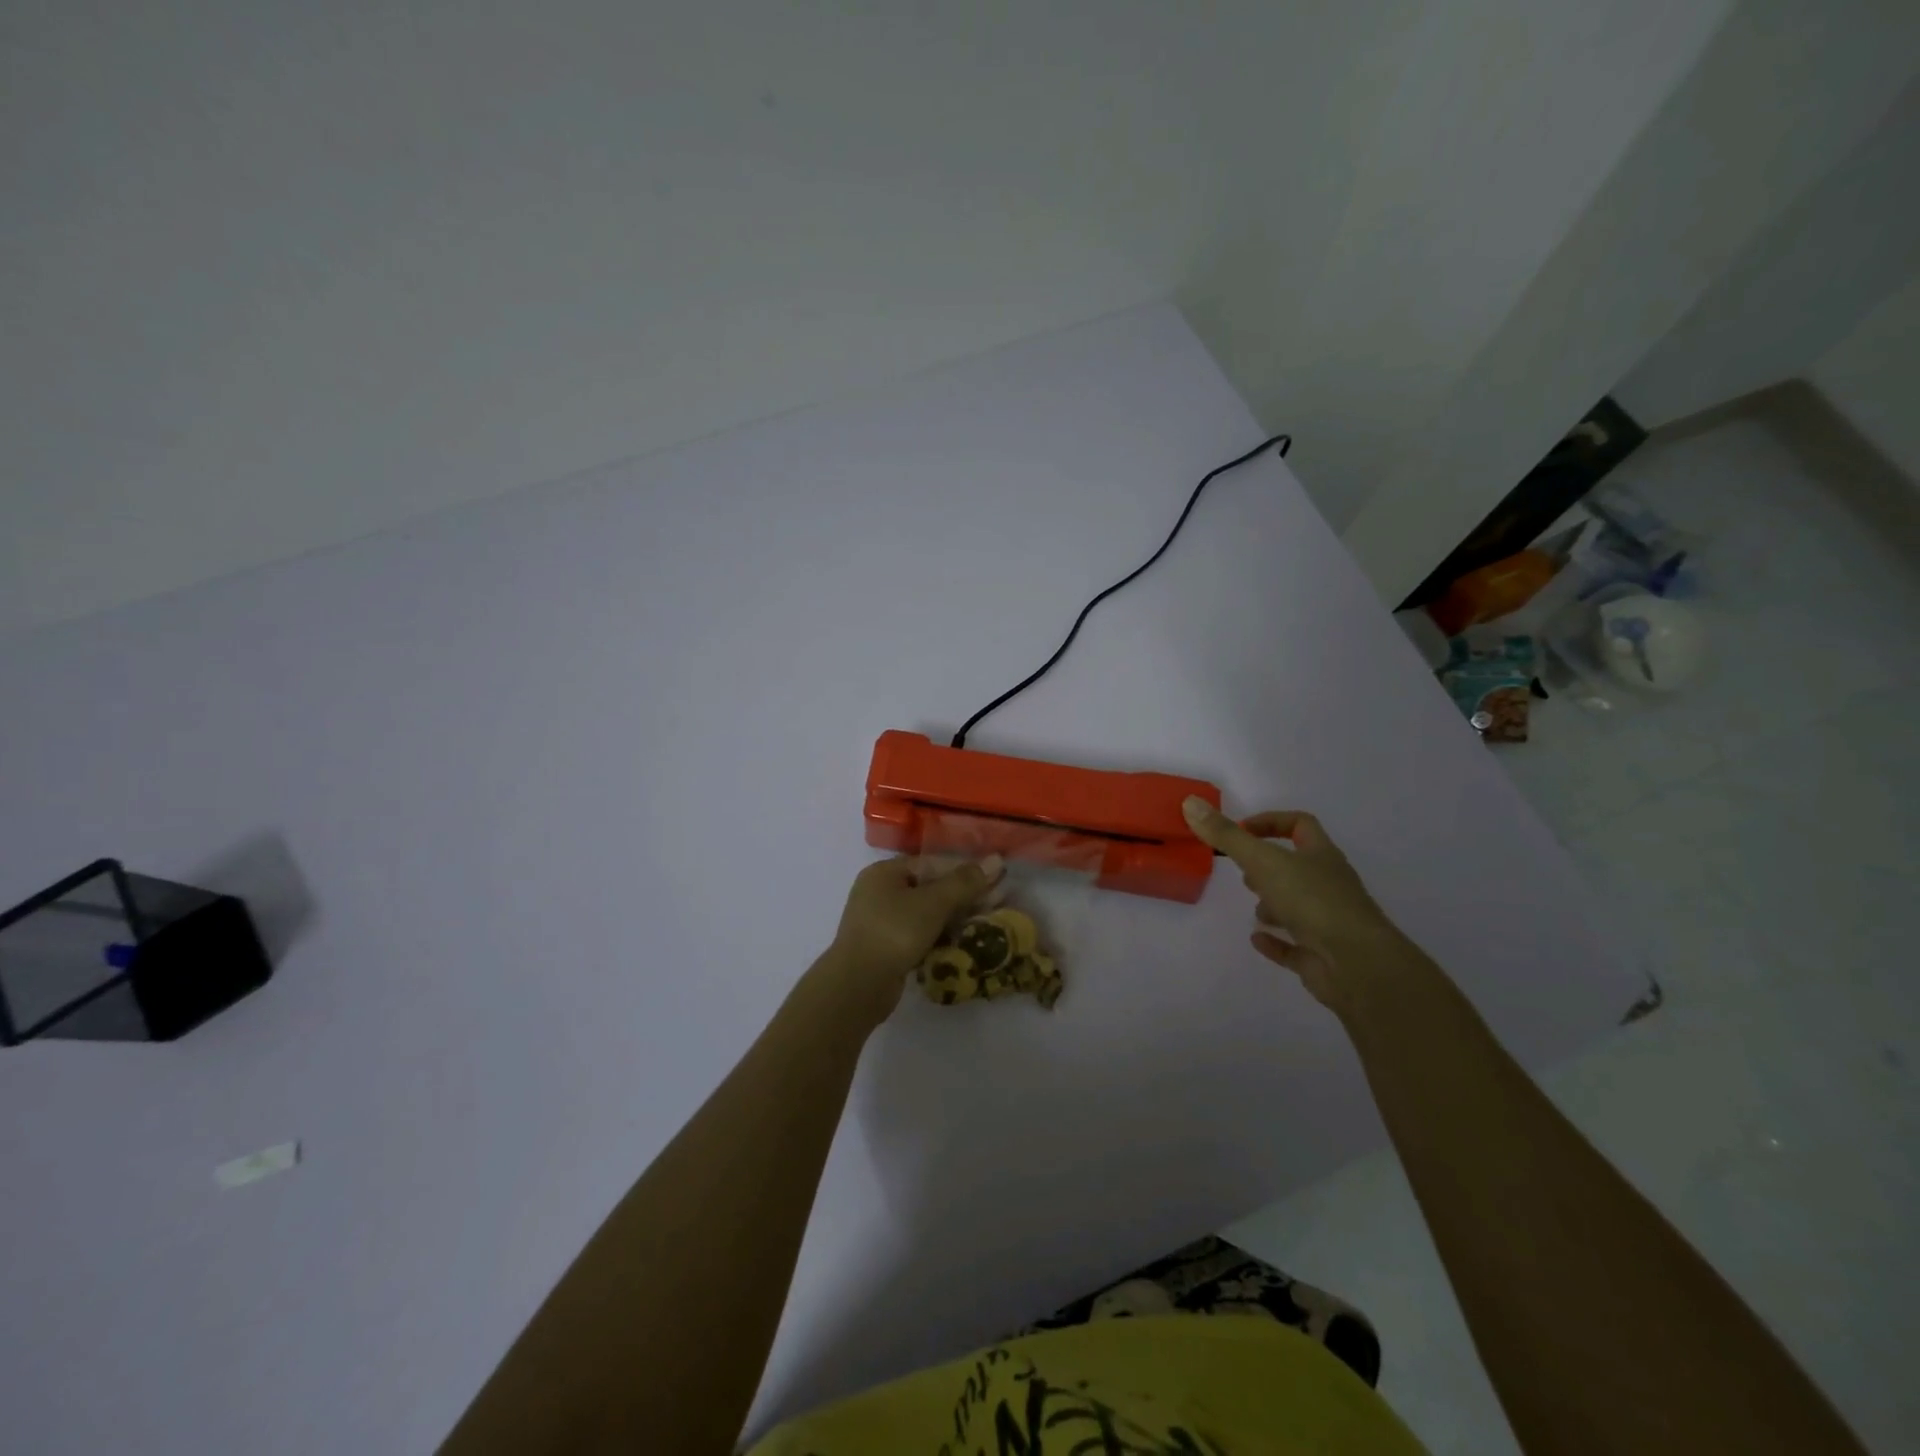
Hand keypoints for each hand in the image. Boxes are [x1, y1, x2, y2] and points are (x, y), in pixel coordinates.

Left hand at [821, 855, 1003, 1022]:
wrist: (858, 986)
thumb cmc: (894, 932)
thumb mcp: (933, 903)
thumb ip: (964, 882)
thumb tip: (996, 859)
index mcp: (885, 872)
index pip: (934, 863)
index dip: (967, 870)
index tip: (998, 879)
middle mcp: (881, 892)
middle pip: (931, 888)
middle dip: (965, 895)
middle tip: (999, 901)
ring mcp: (881, 921)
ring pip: (927, 913)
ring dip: (956, 917)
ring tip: (988, 922)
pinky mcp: (887, 948)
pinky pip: (920, 934)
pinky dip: (941, 936)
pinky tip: (965, 942)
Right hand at [1182, 797, 1405, 1011]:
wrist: (1356, 964)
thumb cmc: (1313, 901)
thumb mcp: (1263, 861)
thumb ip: (1226, 835)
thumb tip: (1190, 802)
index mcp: (1321, 856)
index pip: (1300, 825)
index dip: (1271, 822)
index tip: (1241, 831)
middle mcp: (1328, 884)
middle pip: (1298, 866)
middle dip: (1268, 867)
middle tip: (1242, 872)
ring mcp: (1328, 922)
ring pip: (1298, 905)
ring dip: (1273, 905)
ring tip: (1253, 909)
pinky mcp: (1321, 955)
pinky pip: (1295, 945)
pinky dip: (1276, 941)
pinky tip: (1257, 939)